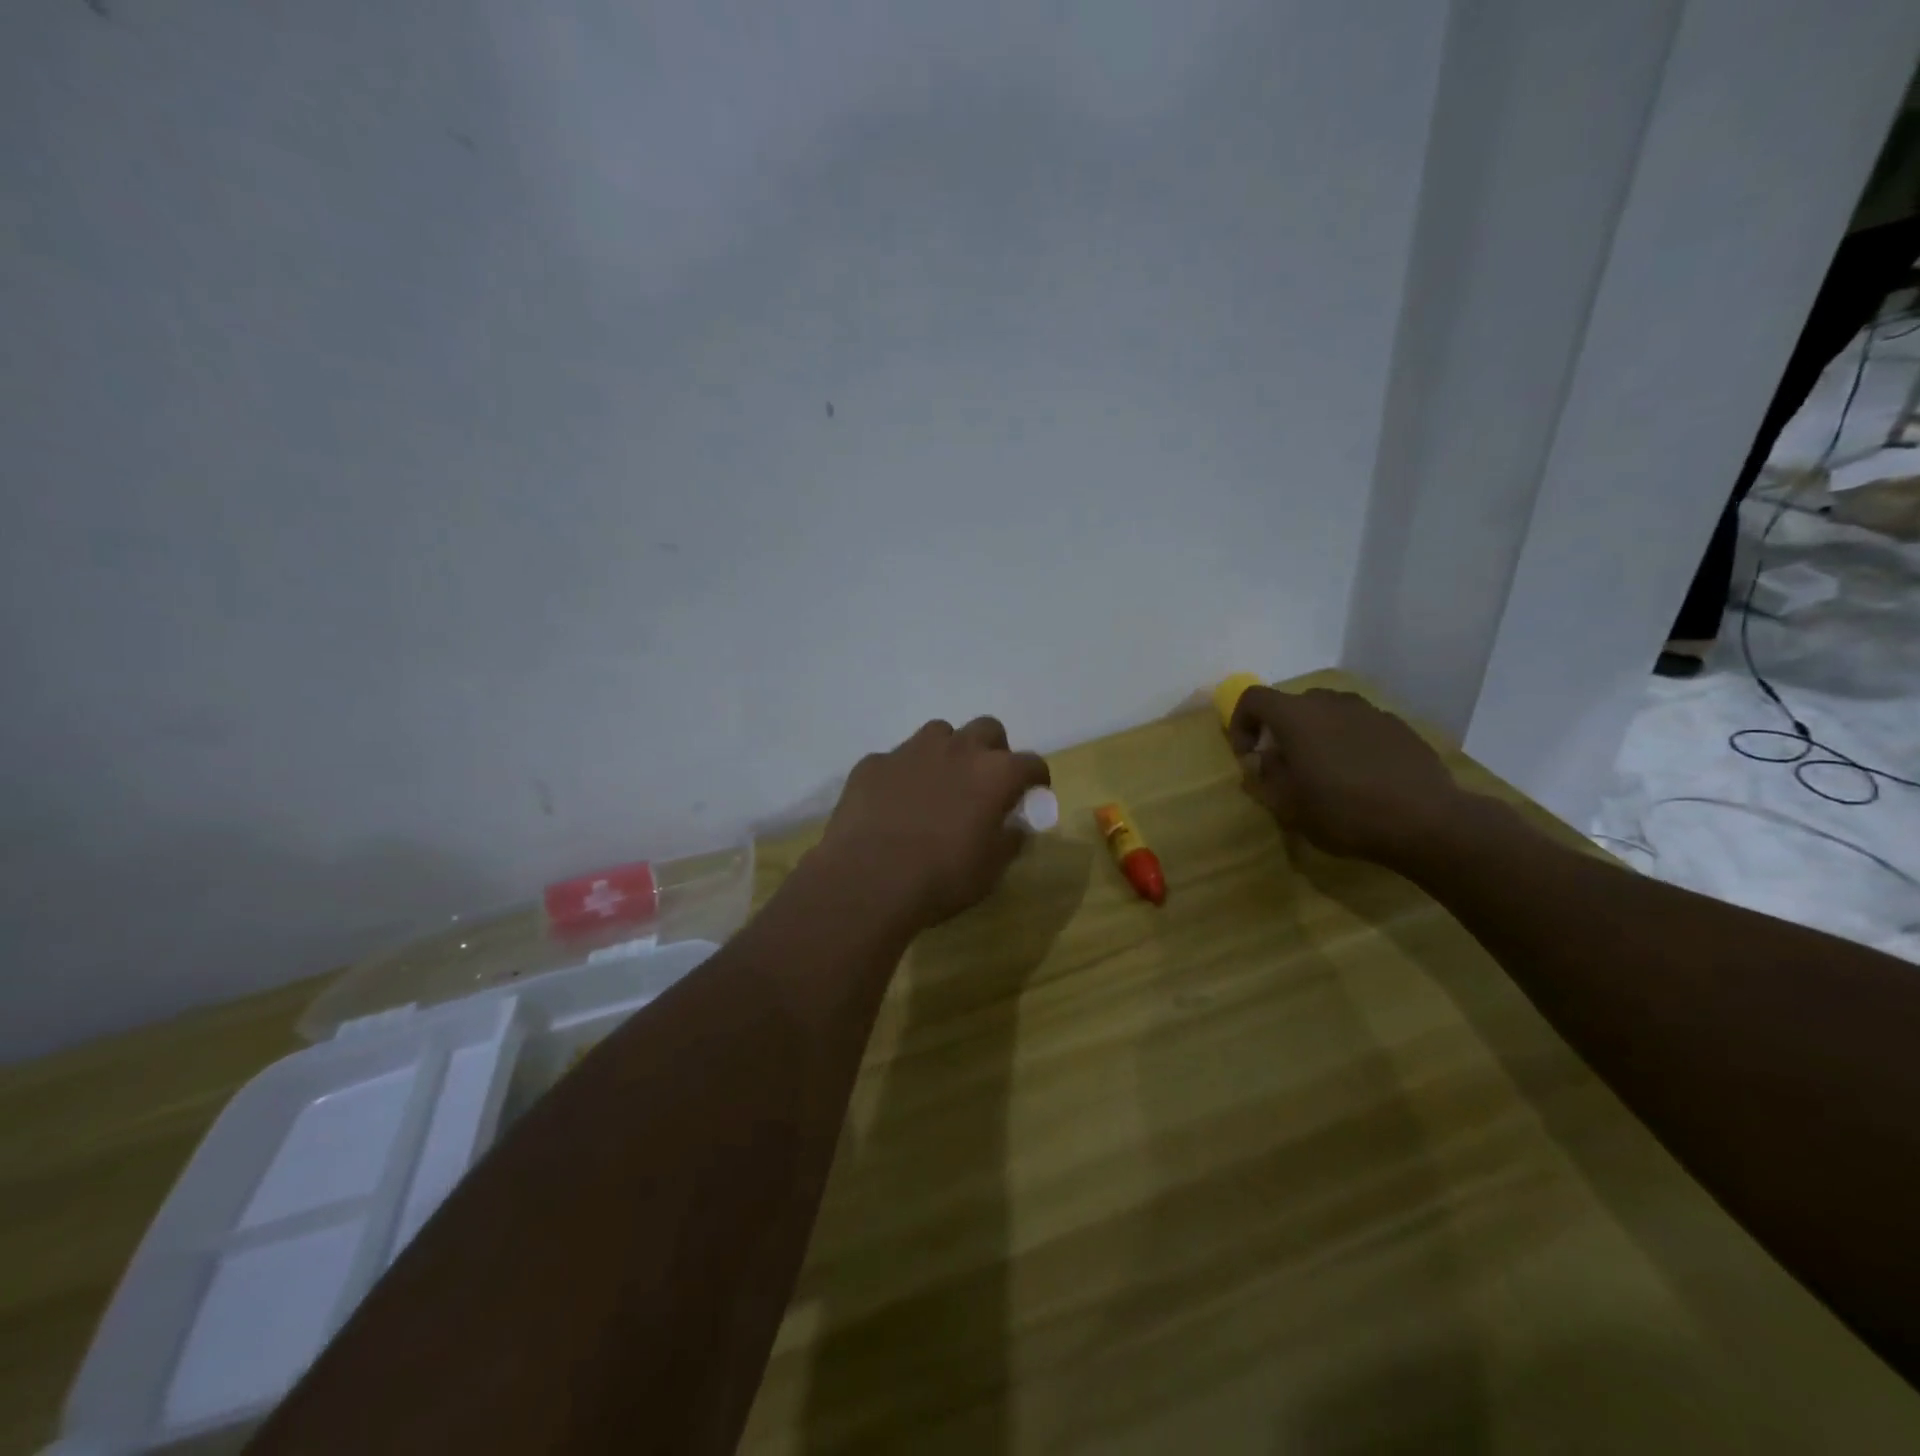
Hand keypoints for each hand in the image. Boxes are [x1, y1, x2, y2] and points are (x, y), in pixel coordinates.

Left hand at [819, 717, 1050, 929]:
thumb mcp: (990, 870)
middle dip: (992, 751)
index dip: (1035, 779)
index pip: (1031, 763)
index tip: (1032, 794)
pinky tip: (894, 803)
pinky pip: (896, 759)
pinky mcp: (874, 762)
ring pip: (939, 734)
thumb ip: (1009, 840)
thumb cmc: (942, 878)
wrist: (868, 881)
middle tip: (984, 783)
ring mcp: (911, 750)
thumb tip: (1014, 827)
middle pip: (987, 730)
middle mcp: (957, 749)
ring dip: (947, 753)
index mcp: (995, 773)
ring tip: (938, 785)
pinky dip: (903, 775)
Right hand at [1228, 687, 1467, 867]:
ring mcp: (1368, 711)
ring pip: (1328, 714)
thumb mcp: (1287, 805)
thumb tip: (1263, 759)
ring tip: (1324, 772)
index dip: (1241, 723)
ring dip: (1316, 735)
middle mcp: (1330, 702)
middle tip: (1285, 767)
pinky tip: (1360, 777)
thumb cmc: (1343, 812)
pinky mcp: (1398, 726)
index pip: (1253, 698)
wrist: (1426, 822)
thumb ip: (1265, 776)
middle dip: (1280, 731)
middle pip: (1292, 704)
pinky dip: (1348, 742)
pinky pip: (1359, 726)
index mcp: (1296, 716)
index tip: (1249, 756)